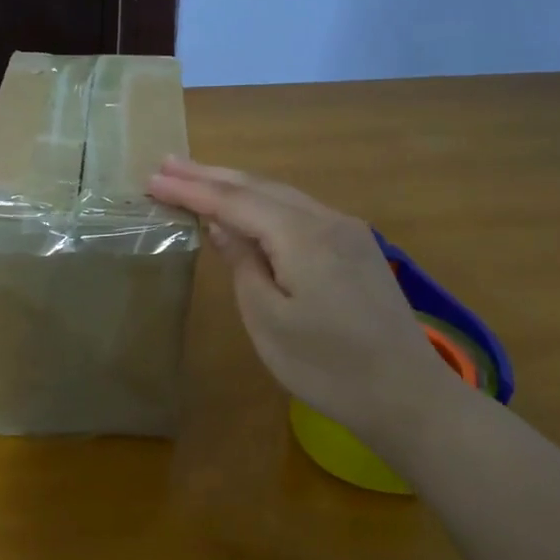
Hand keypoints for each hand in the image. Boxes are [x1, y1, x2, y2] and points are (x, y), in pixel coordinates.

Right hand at [148, 157, 458, 446]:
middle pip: (259, 187)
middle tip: (167, 164)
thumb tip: (222, 226)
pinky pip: (301, 213)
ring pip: (282, 196)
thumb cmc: (327, 367)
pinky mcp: (357, 249)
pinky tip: (248, 209)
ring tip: (198, 177)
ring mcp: (348, 232)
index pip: (235, 201)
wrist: (407, 395)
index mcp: (302, 236)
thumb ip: (243, 264)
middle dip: (211, 175)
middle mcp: (328, 220)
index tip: (152, 179)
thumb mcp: (268, 320)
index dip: (191, 190)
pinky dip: (265, 205)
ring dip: (237, 186)